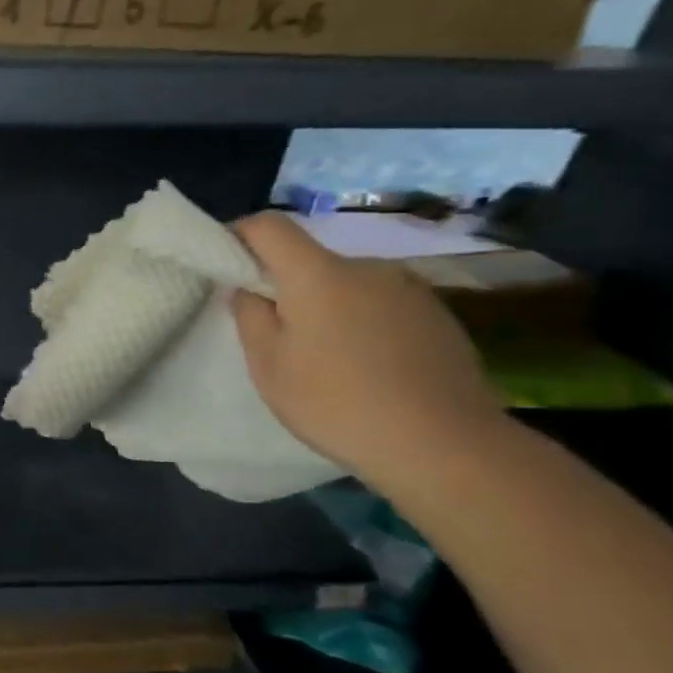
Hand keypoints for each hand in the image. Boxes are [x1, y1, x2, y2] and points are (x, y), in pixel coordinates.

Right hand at [231, 212, 506, 488]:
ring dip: (327, 306)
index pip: (268, 226)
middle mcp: (367, 267)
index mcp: (318, 273)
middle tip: (275, 332)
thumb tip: (251, 289)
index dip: (239, 236)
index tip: (225, 266)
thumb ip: (250, 315)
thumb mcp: (268, 365)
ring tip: (325, 356)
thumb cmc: (336, 402)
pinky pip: (381, 305)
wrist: (446, 445)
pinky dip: (363, 323)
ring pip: (347, 284)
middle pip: (310, 259)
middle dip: (286, 285)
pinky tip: (367, 367)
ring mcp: (410, 290)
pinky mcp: (438, 316)